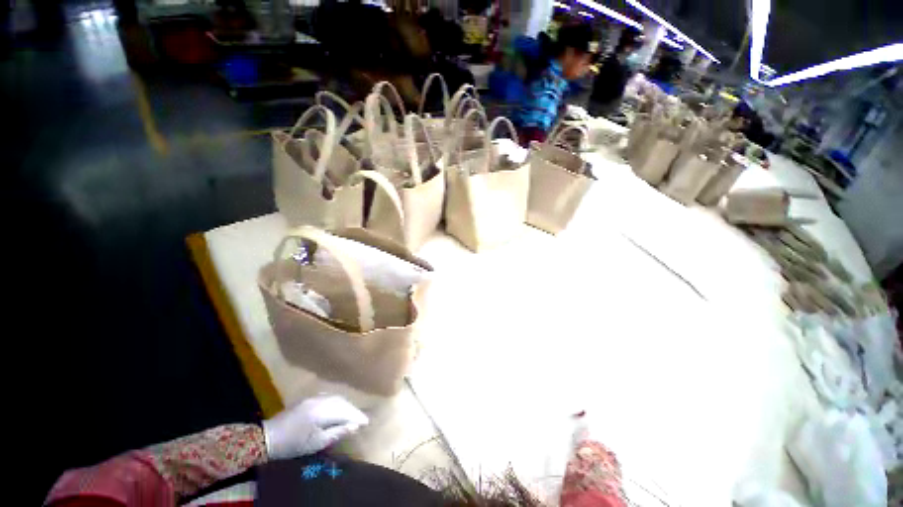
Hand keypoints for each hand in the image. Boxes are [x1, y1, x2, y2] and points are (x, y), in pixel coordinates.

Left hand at [262, 395, 368, 459]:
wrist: (267, 437)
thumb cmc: (293, 444)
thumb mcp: (317, 442)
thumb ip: (337, 432)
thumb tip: (355, 426)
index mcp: (324, 410)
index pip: (347, 411)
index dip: (357, 416)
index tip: (366, 422)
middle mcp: (321, 399)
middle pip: (343, 402)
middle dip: (353, 410)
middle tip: (360, 419)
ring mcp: (314, 397)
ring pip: (336, 398)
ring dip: (346, 406)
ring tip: (351, 414)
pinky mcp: (308, 399)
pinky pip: (328, 397)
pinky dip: (336, 403)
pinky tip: (337, 409)